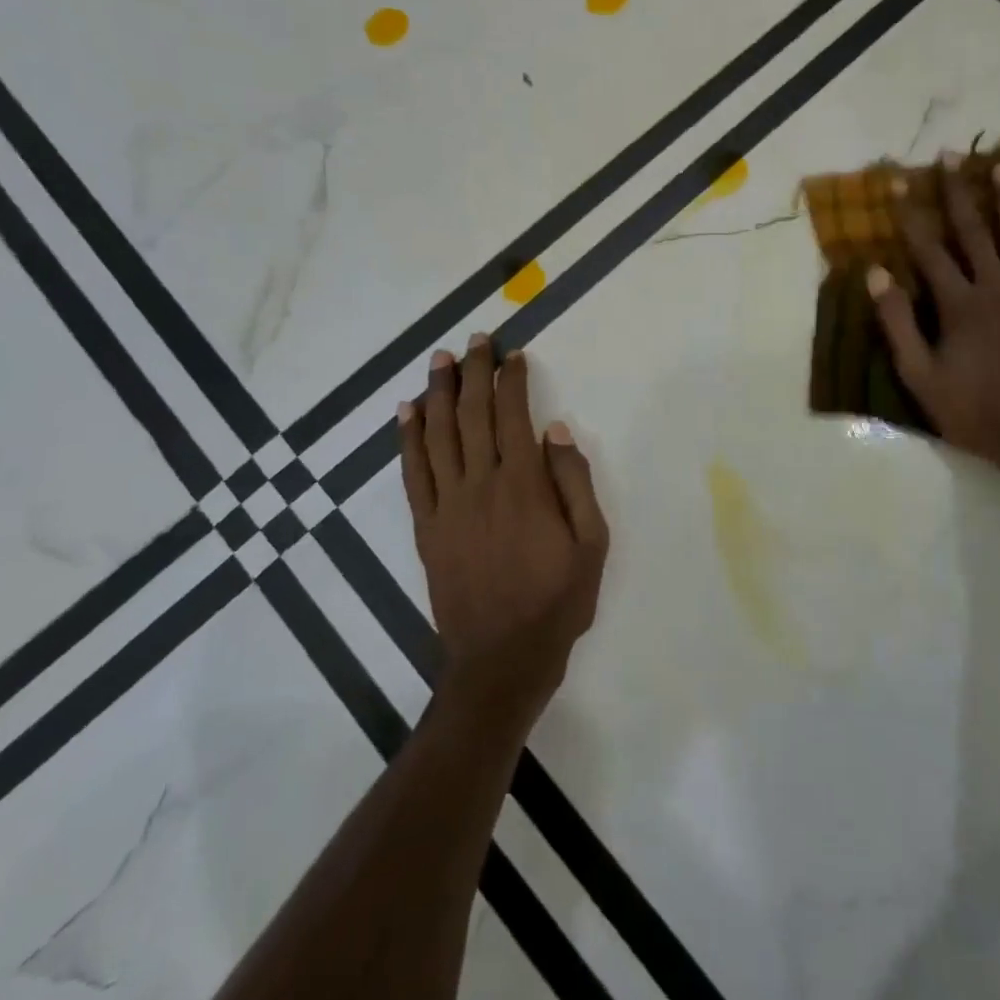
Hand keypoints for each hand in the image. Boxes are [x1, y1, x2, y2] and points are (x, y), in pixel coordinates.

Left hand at [400, 336, 609, 727]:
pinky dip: (408, 438)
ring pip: (438, 435)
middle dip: (474, 373)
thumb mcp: (592, 544)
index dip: (512, 381)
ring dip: (438, 393)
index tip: (514, 354)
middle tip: (474, 340)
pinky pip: (413, 473)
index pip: (513, 417)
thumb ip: (575, 483)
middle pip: (473, 415)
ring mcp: (447, 506)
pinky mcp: (426, 527)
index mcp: (523, 486)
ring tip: (439, 360)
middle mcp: (480, 485)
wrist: (501, 659)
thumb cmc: (557, 600)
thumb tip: (556, 431)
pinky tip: (407, 411)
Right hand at [868, 156, 999, 494]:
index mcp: (959, 305)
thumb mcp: (919, 374)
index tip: (898, 181)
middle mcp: (996, 290)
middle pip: (974, 234)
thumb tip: (876, 272)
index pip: (928, 251)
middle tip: (952, 156)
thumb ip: (897, 322)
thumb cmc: (973, 412)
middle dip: (960, 193)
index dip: (910, 215)